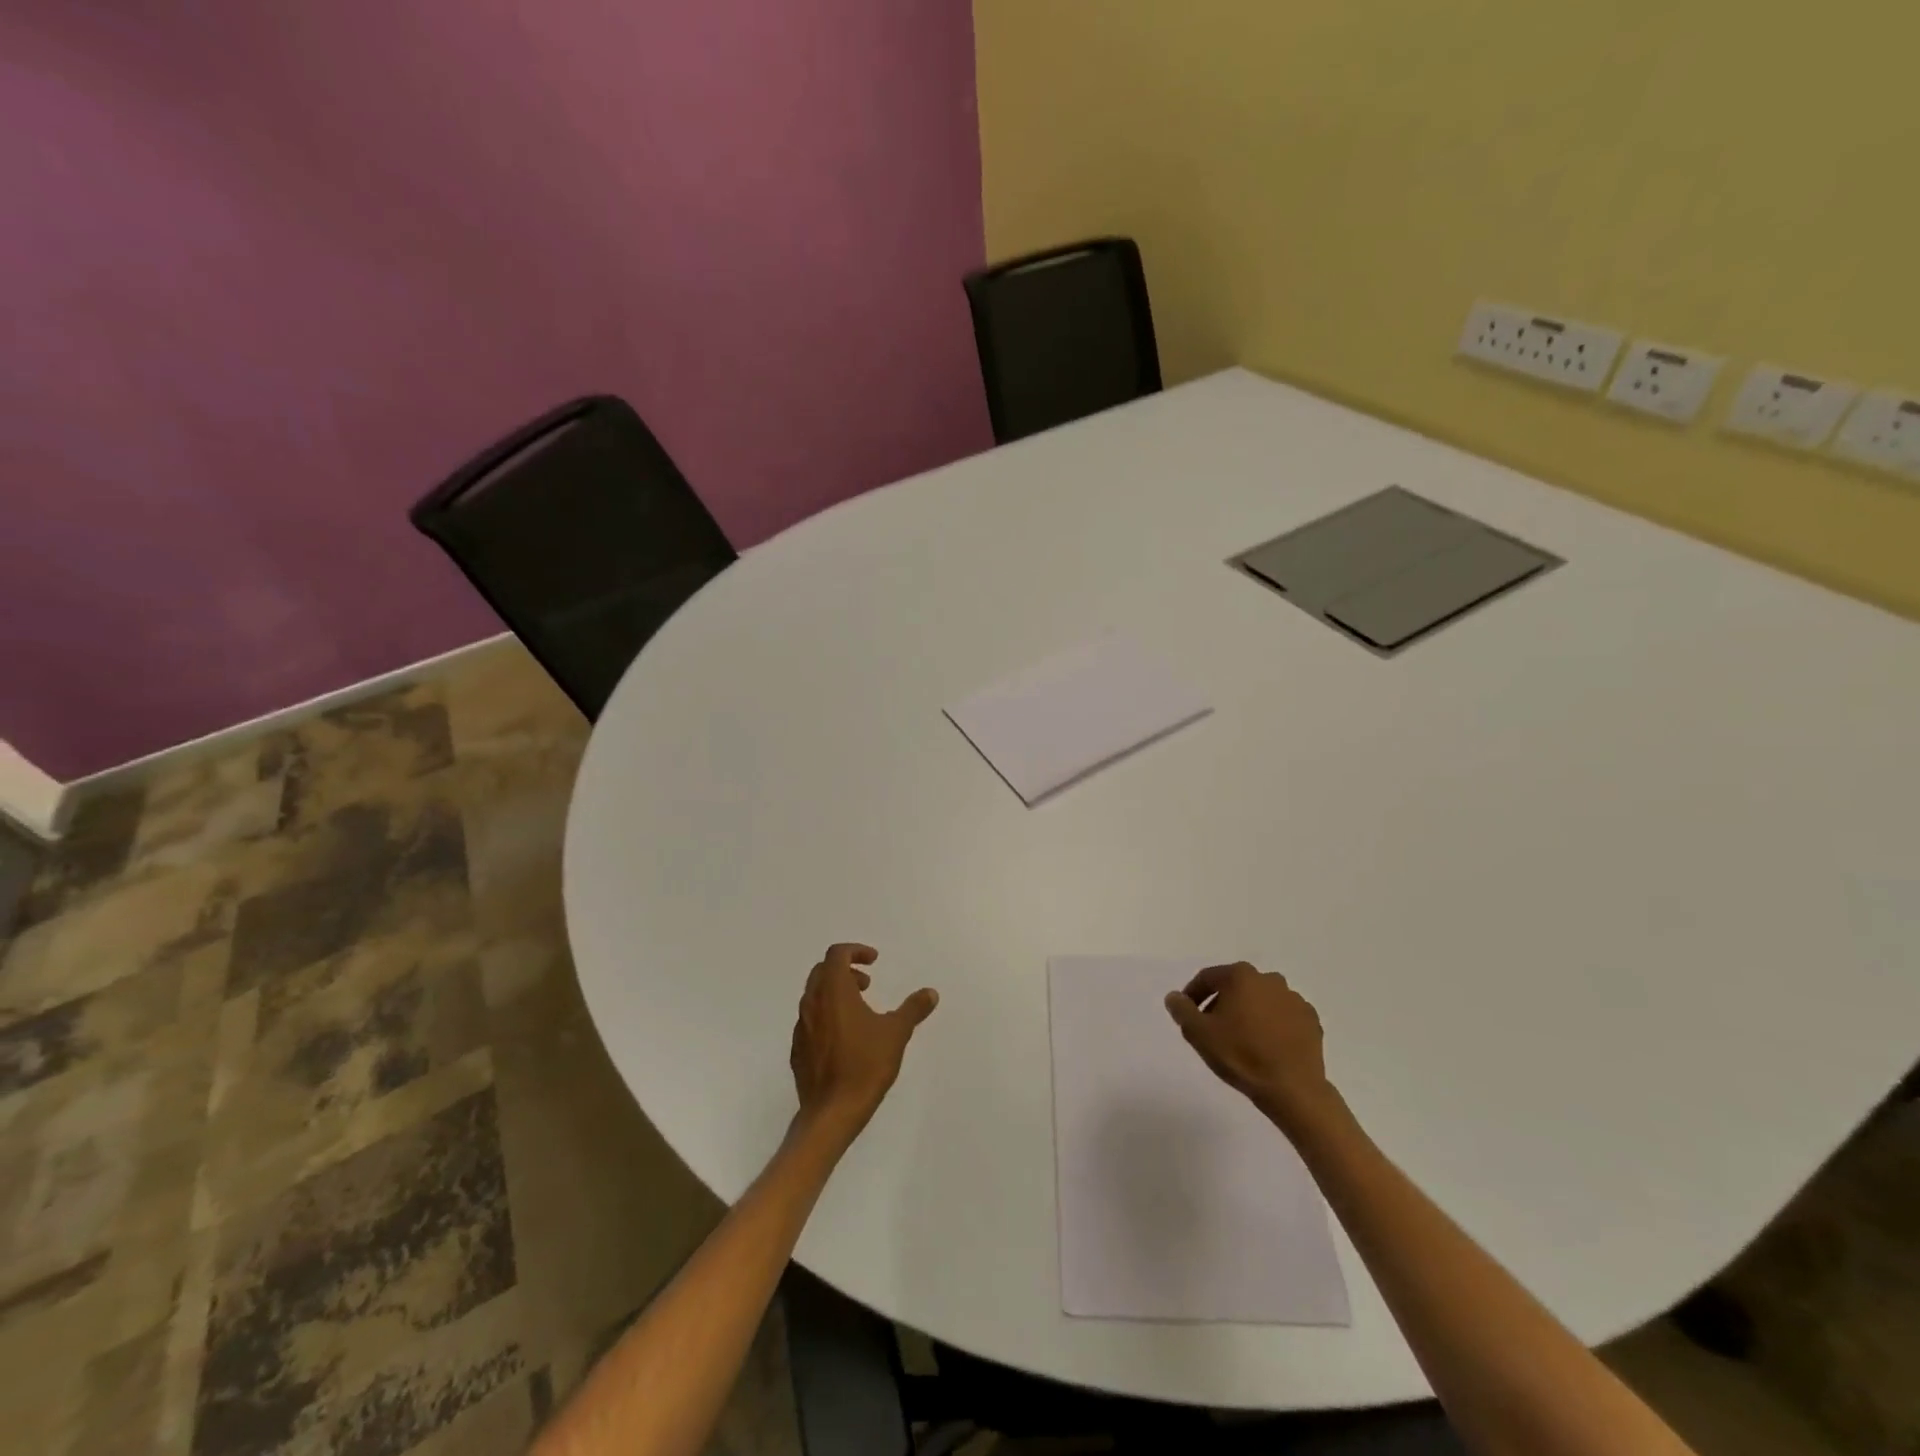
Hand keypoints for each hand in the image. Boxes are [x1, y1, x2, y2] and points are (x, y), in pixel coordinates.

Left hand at [790, 943, 938, 1146]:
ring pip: (814, 996)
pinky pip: (810, 1021)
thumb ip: (913, 1009)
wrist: (831, 1113)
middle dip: (845, 971)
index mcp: (833, 991)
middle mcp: (812, 1003)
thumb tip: (930, 993)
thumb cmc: (865, 1066)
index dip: (856, 951)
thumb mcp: (896, 1033)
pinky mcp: (797, 1050)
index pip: (836, 954)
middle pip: (822, 971)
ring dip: (835, 993)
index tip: (874, 962)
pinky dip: (827, 1017)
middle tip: (867, 985)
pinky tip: (845, 1039)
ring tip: (860, 1012)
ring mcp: (801, 1028)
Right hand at [1165, 961, 1336, 1131]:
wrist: (1293, 1089)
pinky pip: (1283, 1017)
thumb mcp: (1198, 1034)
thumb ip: (1182, 1010)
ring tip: (1241, 1040)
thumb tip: (1174, 997)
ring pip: (1261, 1000)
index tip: (1187, 1013)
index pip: (1208, 977)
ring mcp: (1294, 999)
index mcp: (1240, 976)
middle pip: (1236, 986)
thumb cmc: (1241, 1055)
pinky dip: (1272, 1025)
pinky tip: (1266, 1046)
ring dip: (1249, 1013)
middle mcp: (1269, 979)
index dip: (1193, 994)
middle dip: (1222, 1003)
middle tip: (1213, 1028)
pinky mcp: (1311, 1020)